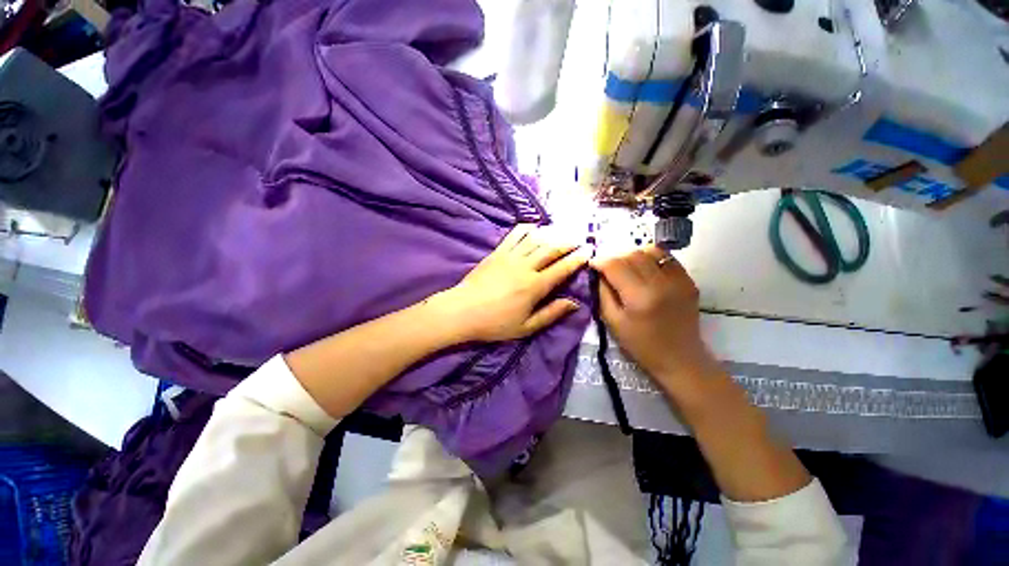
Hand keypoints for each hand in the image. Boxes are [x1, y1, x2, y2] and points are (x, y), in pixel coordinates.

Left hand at [436, 224, 589, 342]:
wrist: (462, 311)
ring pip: (536, 238)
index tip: (589, 250)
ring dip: (552, 233)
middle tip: (579, 238)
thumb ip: (551, 314)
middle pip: (552, 248)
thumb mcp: (526, 327)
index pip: (562, 268)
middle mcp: (526, 267)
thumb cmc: (495, 323)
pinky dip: (527, 228)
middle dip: (569, 242)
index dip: (578, 258)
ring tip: (562, 231)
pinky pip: (514, 234)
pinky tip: (535, 227)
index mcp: (535, 286)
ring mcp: (510, 256)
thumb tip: (574, 303)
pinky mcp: (497, 252)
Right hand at [592, 247, 720, 399]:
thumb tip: (598, 273)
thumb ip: (603, 293)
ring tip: (627, 267)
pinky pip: (667, 258)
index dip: (600, 261)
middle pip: (632, 254)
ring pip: (651, 251)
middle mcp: (661, 283)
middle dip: (615, 258)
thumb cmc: (641, 345)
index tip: (592, 264)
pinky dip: (652, 259)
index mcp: (639, 296)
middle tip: (608, 269)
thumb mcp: (613, 322)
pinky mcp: (689, 280)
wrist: (680, 358)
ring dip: (633, 255)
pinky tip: (645, 270)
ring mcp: (679, 279)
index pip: (615, 265)